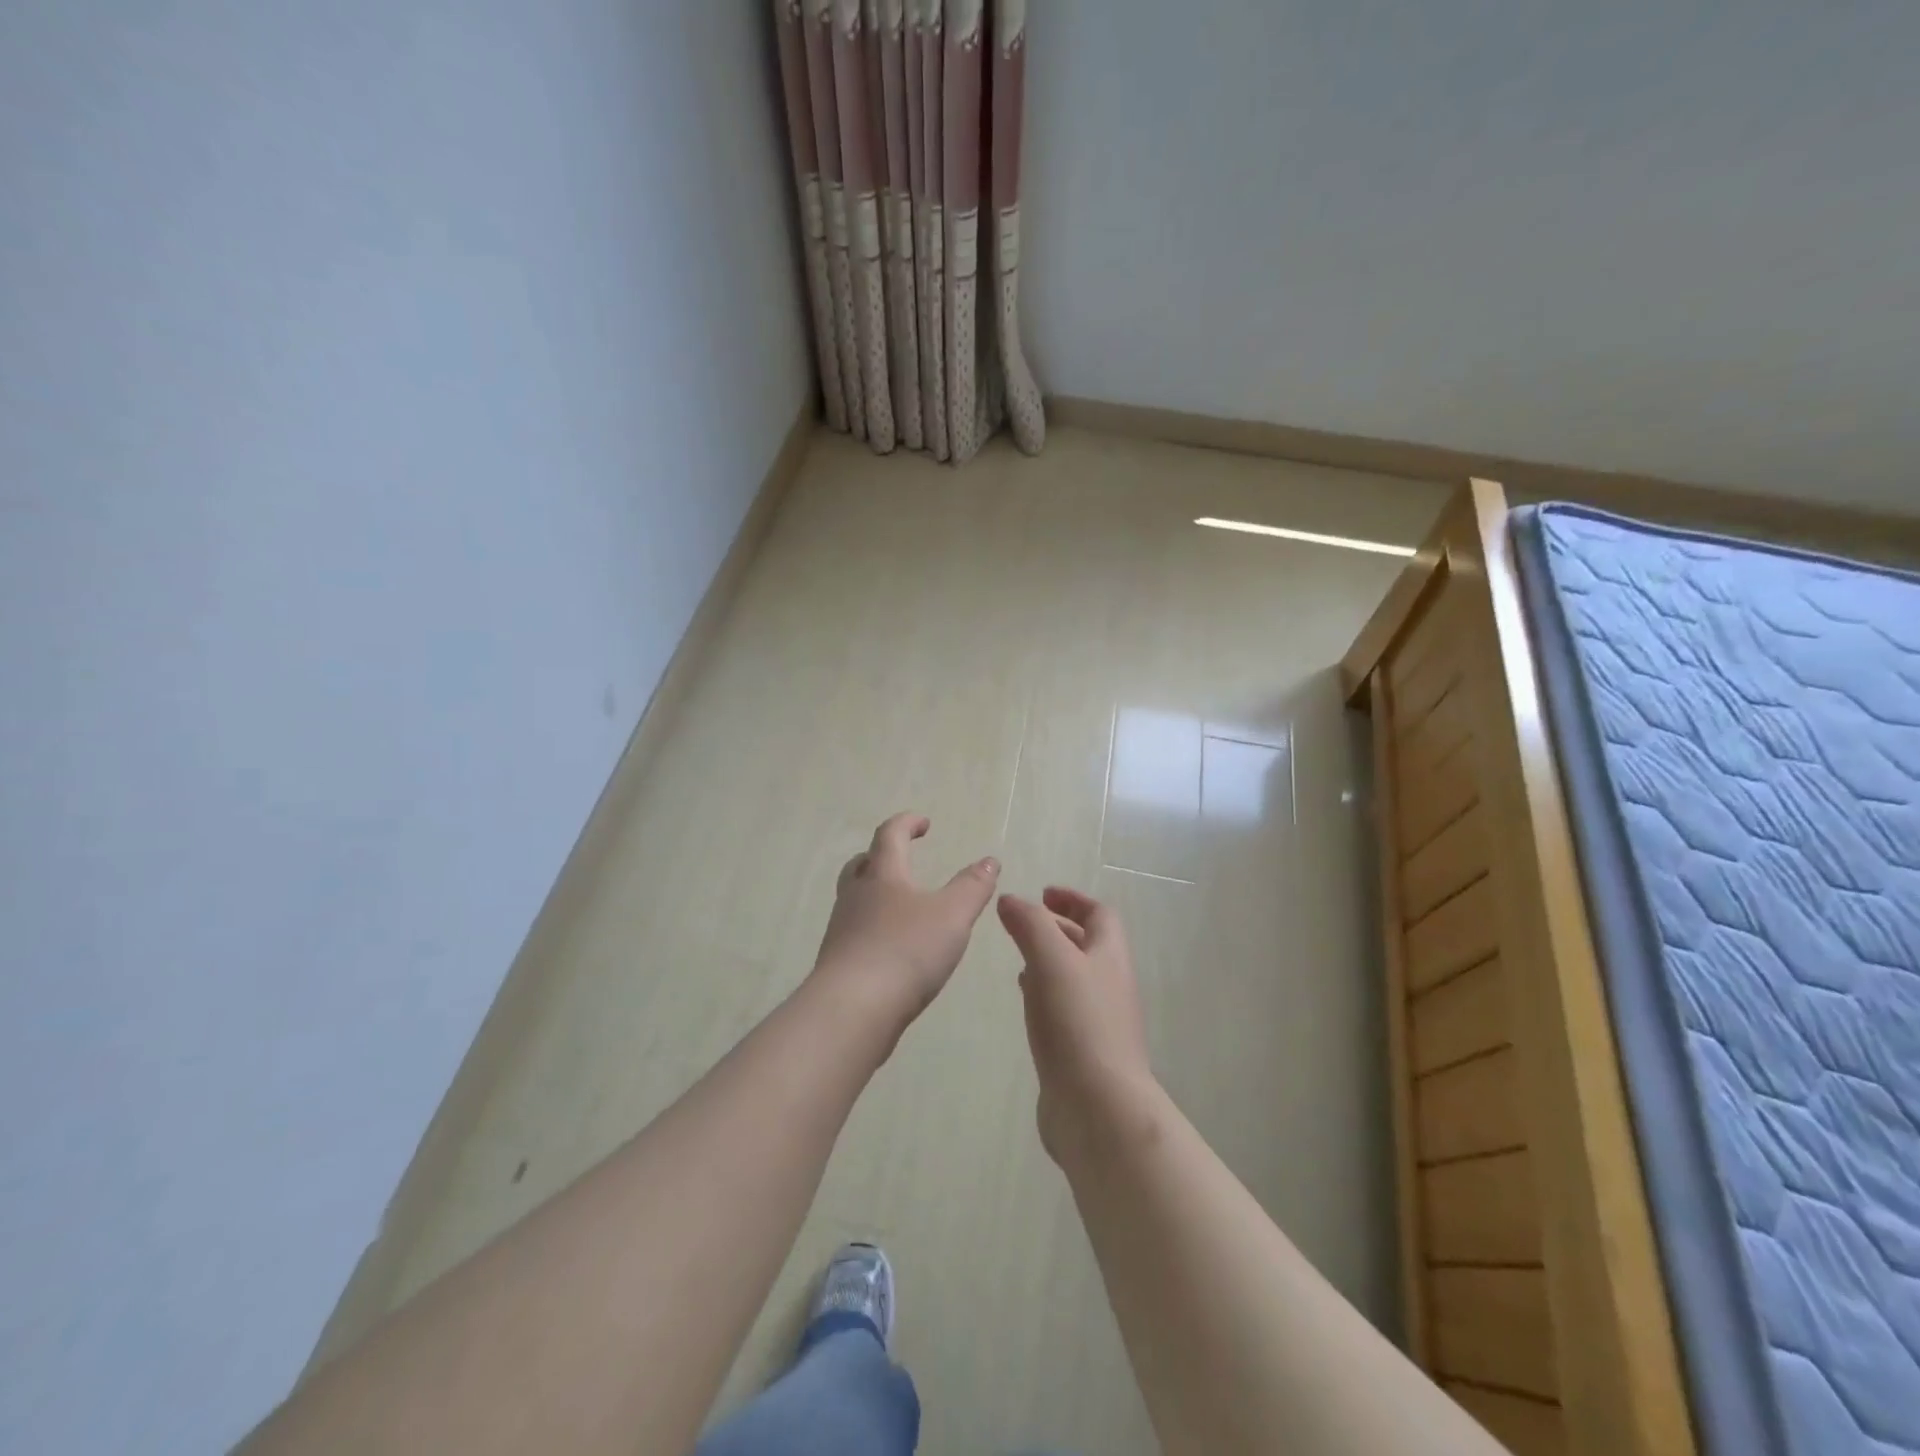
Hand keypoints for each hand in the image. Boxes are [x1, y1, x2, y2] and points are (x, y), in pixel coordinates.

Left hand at [810, 813, 1000, 1042]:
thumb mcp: (952, 916)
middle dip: (881, 855)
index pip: (890, 835)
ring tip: (900, 906)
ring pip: (855, 898)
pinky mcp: (838, 962)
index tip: (924, 823)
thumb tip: (989, 860)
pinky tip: (891, 947)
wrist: (852, 1009)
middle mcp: (856, 896)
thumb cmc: (906, 951)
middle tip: (901, 857)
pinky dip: (872, 927)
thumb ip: (973, 887)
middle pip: (862, 864)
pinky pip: (855, 931)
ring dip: (874, 892)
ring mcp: (842, 929)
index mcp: (883, 876)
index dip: (906, 823)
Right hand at [996, 887, 1152, 1163]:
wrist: (1099, 1108)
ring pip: (1074, 977)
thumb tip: (1010, 899)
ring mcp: (1099, 1021)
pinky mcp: (1083, 1051)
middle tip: (1021, 923)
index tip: (1042, 893)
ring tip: (1018, 959)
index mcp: (1110, 957)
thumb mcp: (1051, 960)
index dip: (1072, 899)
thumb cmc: (1078, 1023)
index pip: (1099, 914)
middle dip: (1057, 928)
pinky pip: (1064, 1010)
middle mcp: (1110, 984)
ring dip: (1049, 962)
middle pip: (1088, 944)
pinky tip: (1026, 1003)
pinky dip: (1044, 995)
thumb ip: (1030, 924)